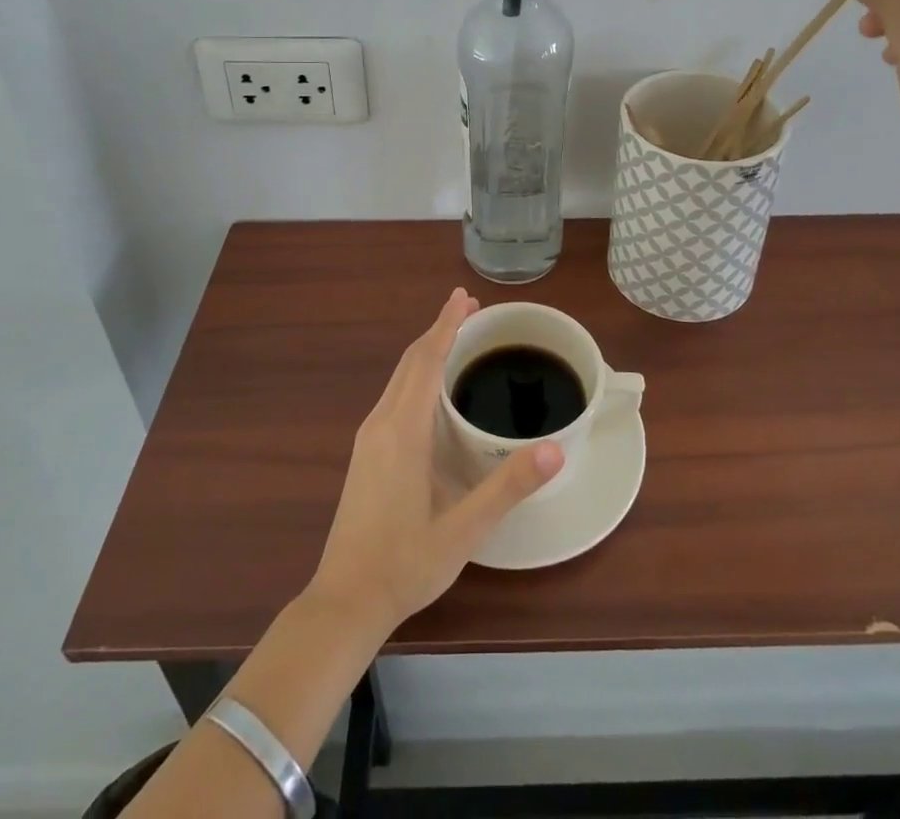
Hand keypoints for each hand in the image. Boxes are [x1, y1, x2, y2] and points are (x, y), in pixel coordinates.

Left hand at [308, 288, 562, 632]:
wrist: (344, 603)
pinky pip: (394, 396)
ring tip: (456, 338)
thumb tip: (555, 449)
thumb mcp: (464, 529)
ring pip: (399, 378)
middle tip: (471, 309)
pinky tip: (432, 390)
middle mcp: (381, 424)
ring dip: (427, 351)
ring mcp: (369, 439)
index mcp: (403, 431)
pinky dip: (416, 375)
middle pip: (410, 361)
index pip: (427, 360)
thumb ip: (508, 487)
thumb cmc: (405, 564)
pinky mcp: (366, 454)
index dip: (447, 325)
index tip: (464, 296)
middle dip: (439, 330)